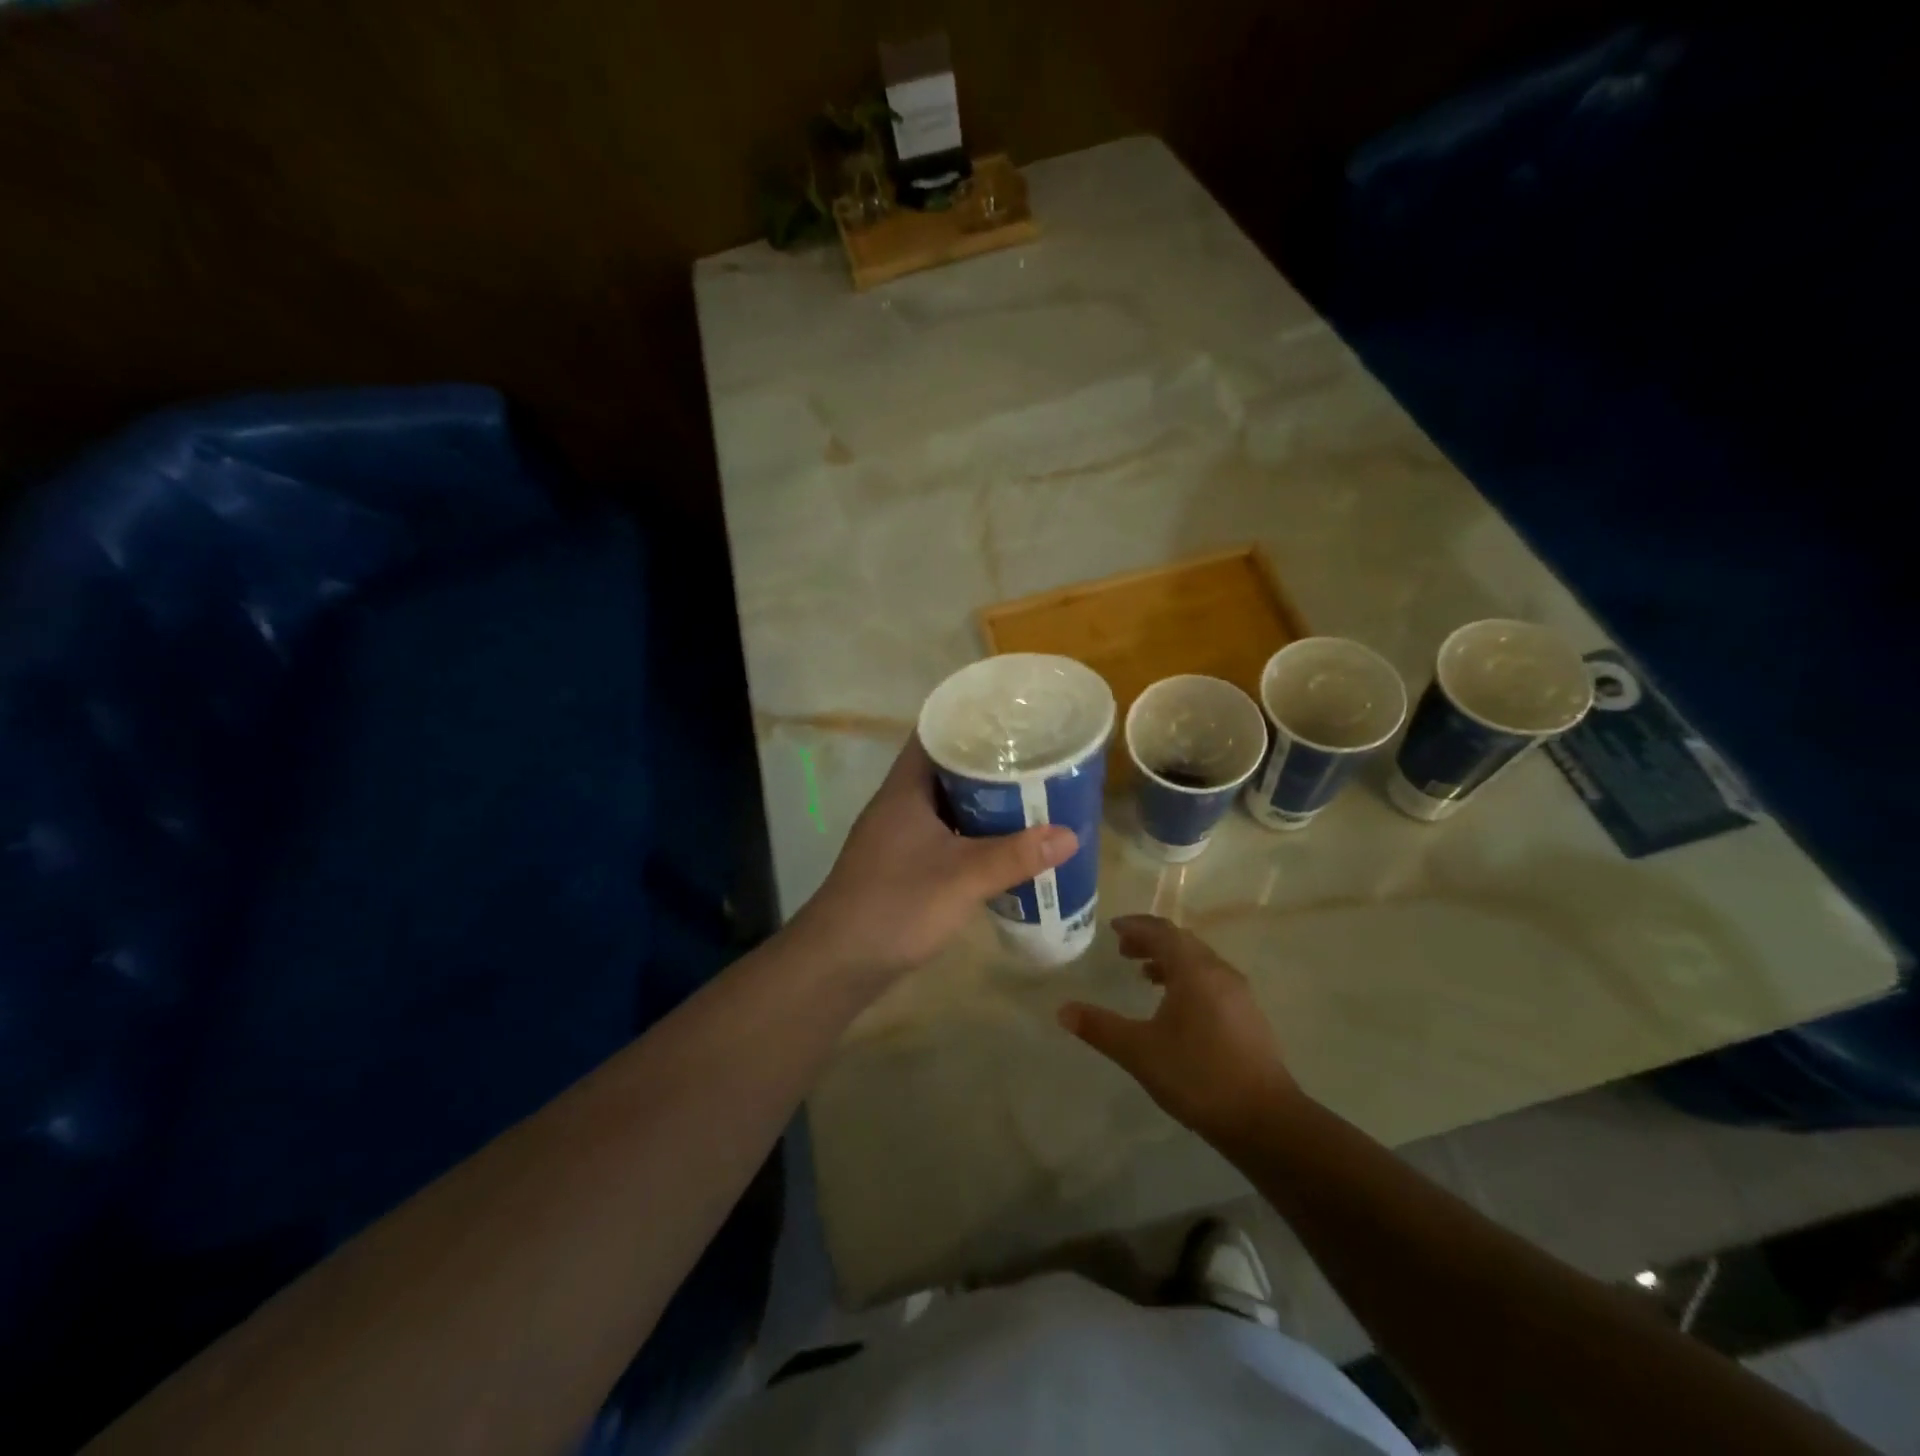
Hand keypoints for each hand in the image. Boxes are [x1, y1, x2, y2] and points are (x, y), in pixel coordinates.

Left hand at [793, 738, 1077, 988]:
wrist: (838, 963)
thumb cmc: (896, 906)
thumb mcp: (962, 878)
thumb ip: (1015, 856)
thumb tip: (1070, 835)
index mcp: (905, 789)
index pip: (935, 733)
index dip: (971, 719)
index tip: (1012, 718)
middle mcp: (899, 803)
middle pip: (946, 768)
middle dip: (987, 762)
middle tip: (1034, 756)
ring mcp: (898, 835)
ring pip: (946, 803)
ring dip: (981, 800)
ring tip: (1028, 793)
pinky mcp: (902, 864)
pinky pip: (943, 833)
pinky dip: (971, 832)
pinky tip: (1001, 842)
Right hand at [1059, 915, 1301, 1142]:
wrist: (1265, 1120)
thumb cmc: (1197, 1076)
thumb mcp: (1139, 1052)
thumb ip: (1099, 1027)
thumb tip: (1062, 1010)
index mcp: (1194, 970)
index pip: (1161, 932)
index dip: (1135, 926)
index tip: (1113, 928)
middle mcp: (1219, 972)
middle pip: (1182, 942)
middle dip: (1151, 941)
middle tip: (1123, 950)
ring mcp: (1239, 994)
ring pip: (1199, 962)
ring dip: (1170, 961)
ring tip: (1145, 975)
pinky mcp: (1249, 1017)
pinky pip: (1212, 981)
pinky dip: (1188, 979)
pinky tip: (1176, 1007)